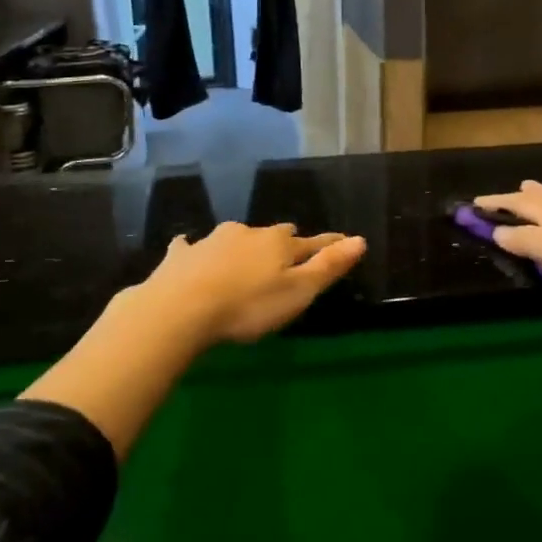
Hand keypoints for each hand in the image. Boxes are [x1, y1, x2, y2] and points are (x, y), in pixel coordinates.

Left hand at [138, 222, 366, 344]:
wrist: (181, 308)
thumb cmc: (248, 306)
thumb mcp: (298, 292)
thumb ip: (328, 267)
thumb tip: (360, 240)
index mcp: (279, 244)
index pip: (311, 242)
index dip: (329, 244)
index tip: (343, 242)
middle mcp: (247, 234)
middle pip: (273, 235)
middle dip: (283, 242)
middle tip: (289, 252)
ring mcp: (211, 241)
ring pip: (234, 237)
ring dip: (243, 245)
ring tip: (245, 256)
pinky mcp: (181, 255)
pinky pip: (191, 246)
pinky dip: (195, 249)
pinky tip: (188, 247)